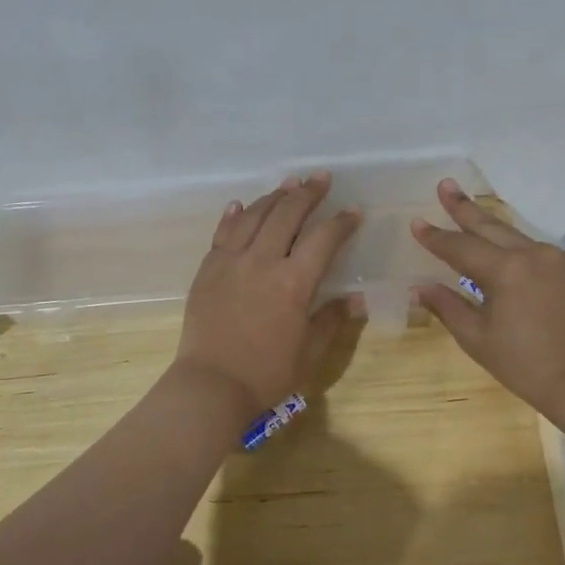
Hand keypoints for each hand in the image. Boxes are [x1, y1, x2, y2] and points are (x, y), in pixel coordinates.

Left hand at [176, 173, 361, 416]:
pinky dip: (234, 215)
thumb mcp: (309, 351)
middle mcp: (262, 262)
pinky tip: (240, 205)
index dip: (341, 223)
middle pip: (286, 214)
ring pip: (253, 216)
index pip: (323, 239)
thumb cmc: (267, 374)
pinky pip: (222, 233)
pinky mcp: (207, 269)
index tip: (353, 212)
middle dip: (307, 193)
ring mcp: (230, 262)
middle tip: (321, 179)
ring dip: (273, 196)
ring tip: (288, 184)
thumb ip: (331, 319)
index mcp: (293, 283)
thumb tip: (356, 299)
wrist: (211, 385)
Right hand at [411, 179, 564, 422]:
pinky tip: (519, 268)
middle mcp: (535, 254)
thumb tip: (420, 286)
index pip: (460, 247)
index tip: (417, 222)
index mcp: (505, 270)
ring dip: (496, 233)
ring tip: (477, 223)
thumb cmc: (524, 365)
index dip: (436, 236)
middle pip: (492, 226)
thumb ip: (448, 306)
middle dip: (464, 207)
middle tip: (446, 185)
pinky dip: (527, 259)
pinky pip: (546, 258)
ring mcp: (563, 260)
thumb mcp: (477, 338)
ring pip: (521, 240)